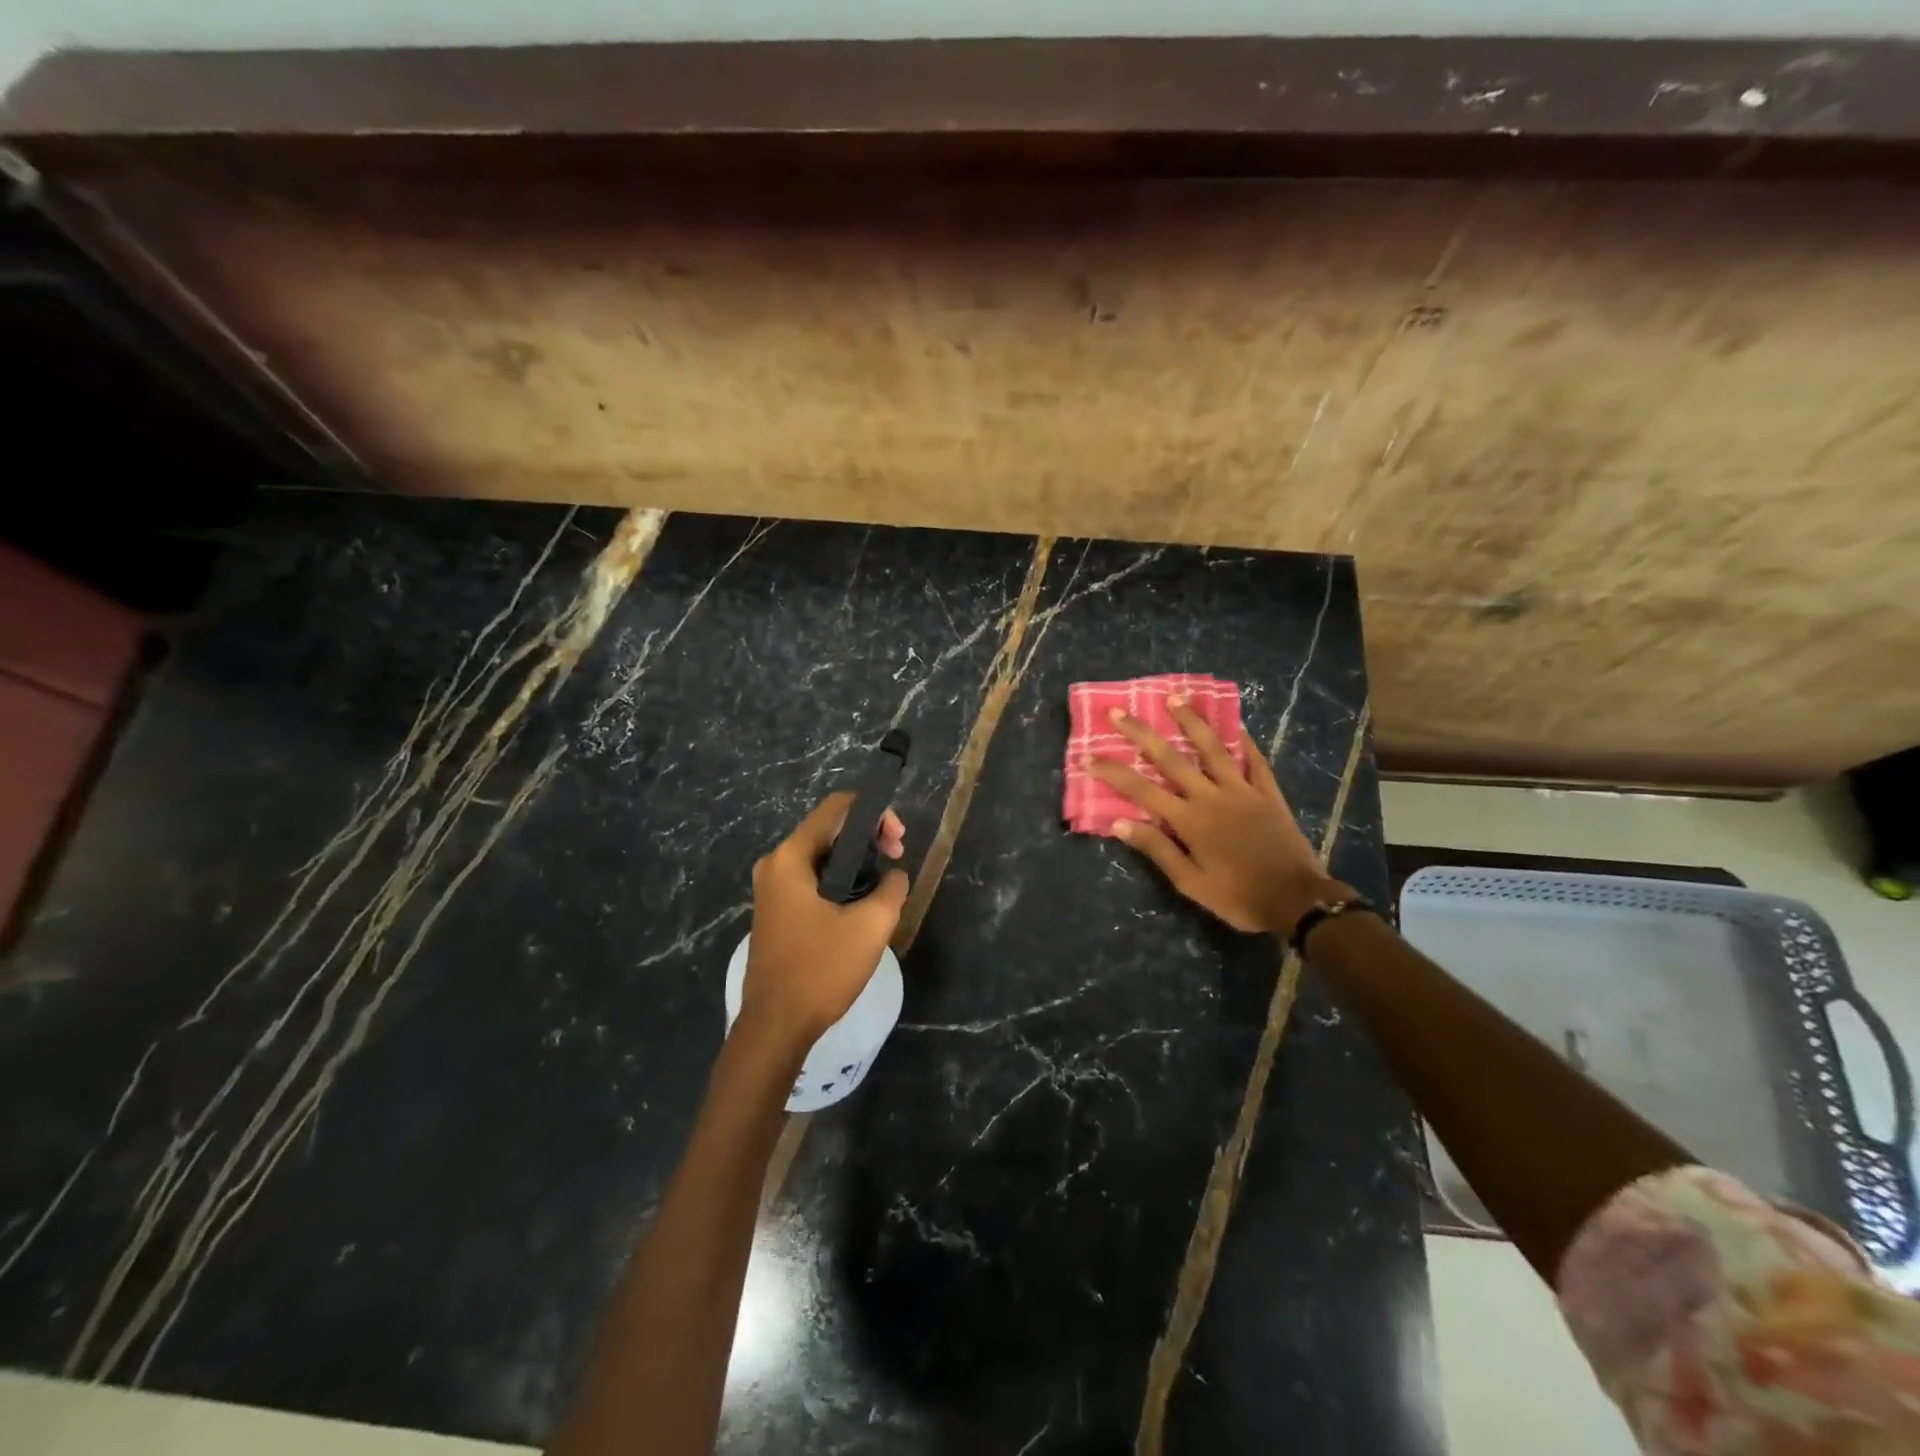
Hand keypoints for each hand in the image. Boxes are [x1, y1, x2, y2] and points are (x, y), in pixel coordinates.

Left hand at [740, 794, 908, 1053]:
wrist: (775, 1026)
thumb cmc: (820, 970)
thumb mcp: (870, 927)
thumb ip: (891, 889)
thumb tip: (895, 875)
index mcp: (791, 857)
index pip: (837, 808)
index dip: (875, 813)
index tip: (899, 841)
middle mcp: (775, 864)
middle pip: (829, 828)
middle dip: (869, 837)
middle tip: (898, 859)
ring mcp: (772, 888)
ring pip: (822, 855)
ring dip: (857, 860)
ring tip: (885, 883)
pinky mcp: (776, 909)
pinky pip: (812, 877)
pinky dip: (840, 878)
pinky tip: (861, 901)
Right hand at [1089, 697, 1348, 935]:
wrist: (1297, 901)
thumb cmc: (1238, 897)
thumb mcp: (1191, 883)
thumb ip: (1157, 850)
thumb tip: (1119, 823)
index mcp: (1189, 820)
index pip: (1141, 790)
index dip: (1113, 772)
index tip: (1089, 757)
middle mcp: (1211, 796)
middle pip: (1171, 758)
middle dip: (1141, 733)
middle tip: (1120, 711)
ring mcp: (1242, 790)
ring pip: (1212, 748)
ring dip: (1191, 721)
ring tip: (1174, 698)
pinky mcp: (1268, 793)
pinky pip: (1254, 760)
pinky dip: (1244, 741)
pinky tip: (1235, 724)